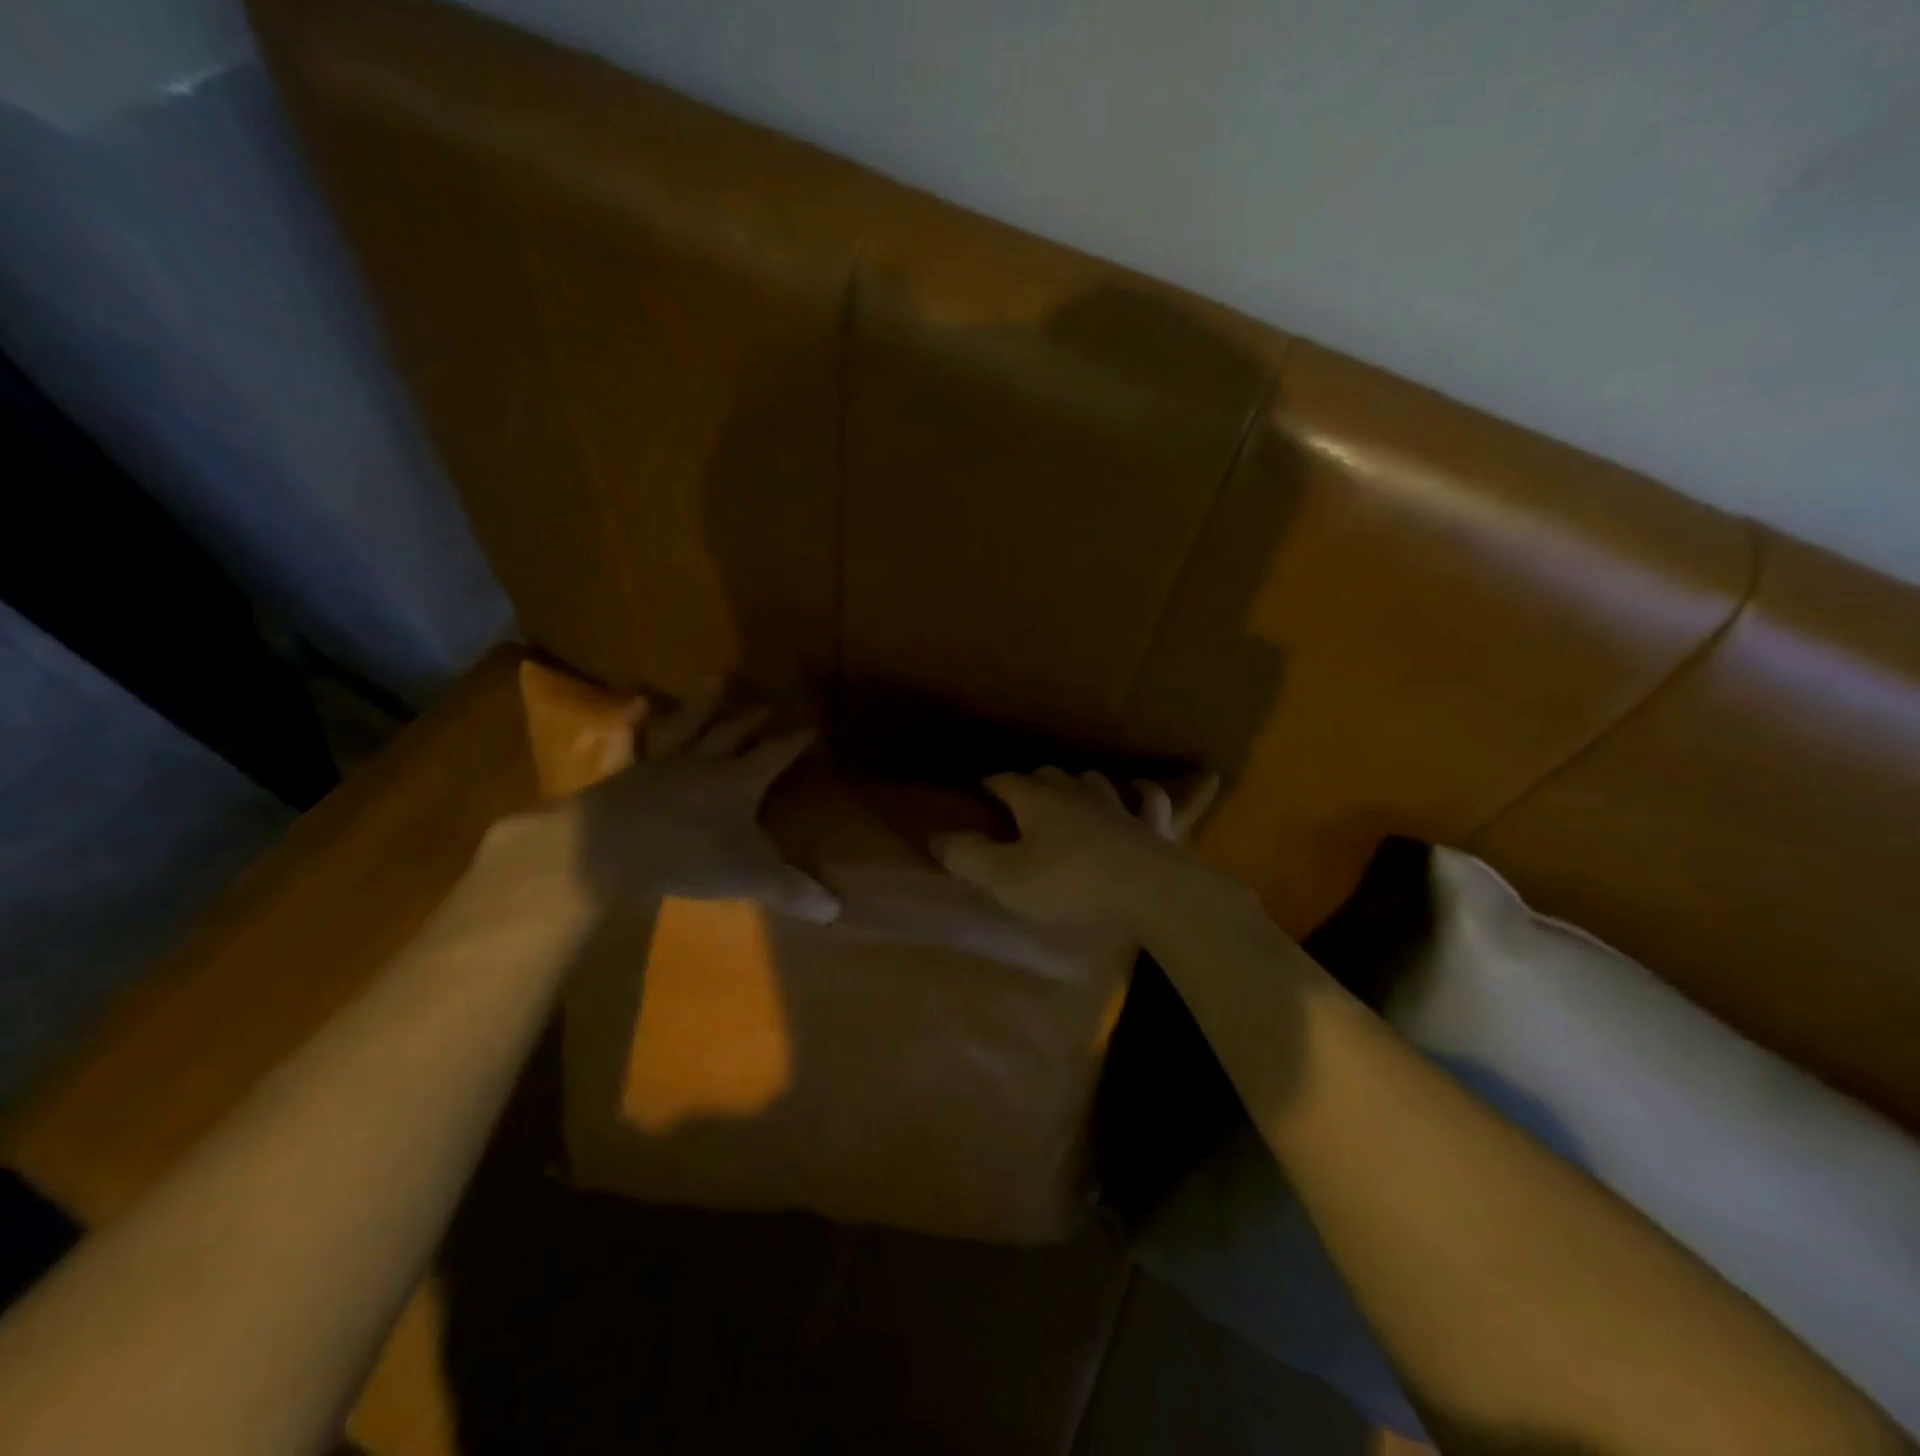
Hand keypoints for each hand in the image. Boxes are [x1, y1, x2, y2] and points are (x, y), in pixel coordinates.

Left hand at [570, 679, 840, 921]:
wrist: (609, 848)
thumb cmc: (688, 856)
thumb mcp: (749, 876)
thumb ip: (792, 890)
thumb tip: (837, 910)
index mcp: (740, 780)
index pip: (776, 754)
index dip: (795, 741)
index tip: (811, 725)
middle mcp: (705, 761)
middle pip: (736, 732)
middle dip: (757, 719)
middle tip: (771, 704)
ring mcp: (662, 761)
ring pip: (690, 723)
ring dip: (706, 702)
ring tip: (719, 679)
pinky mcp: (625, 771)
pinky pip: (632, 741)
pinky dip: (634, 722)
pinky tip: (635, 702)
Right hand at [932, 767, 1217, 934]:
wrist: (1150, 893)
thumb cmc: (1071, 886)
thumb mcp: (1006, 878)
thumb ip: (968, 856)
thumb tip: (935, 836)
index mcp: (1039, 803)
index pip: (1008, 782)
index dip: (992, 783)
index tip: (981, 787)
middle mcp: (1078, 795)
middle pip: (1051, 776)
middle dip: (1034, 781)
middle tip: (1023, 793)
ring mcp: (1118, 807)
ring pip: (1095, 781)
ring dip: (1080, 782)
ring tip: (1072, 788)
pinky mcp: (1152, 826)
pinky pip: (1149, 800)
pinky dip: (1141, 793)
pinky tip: (1139, 790)